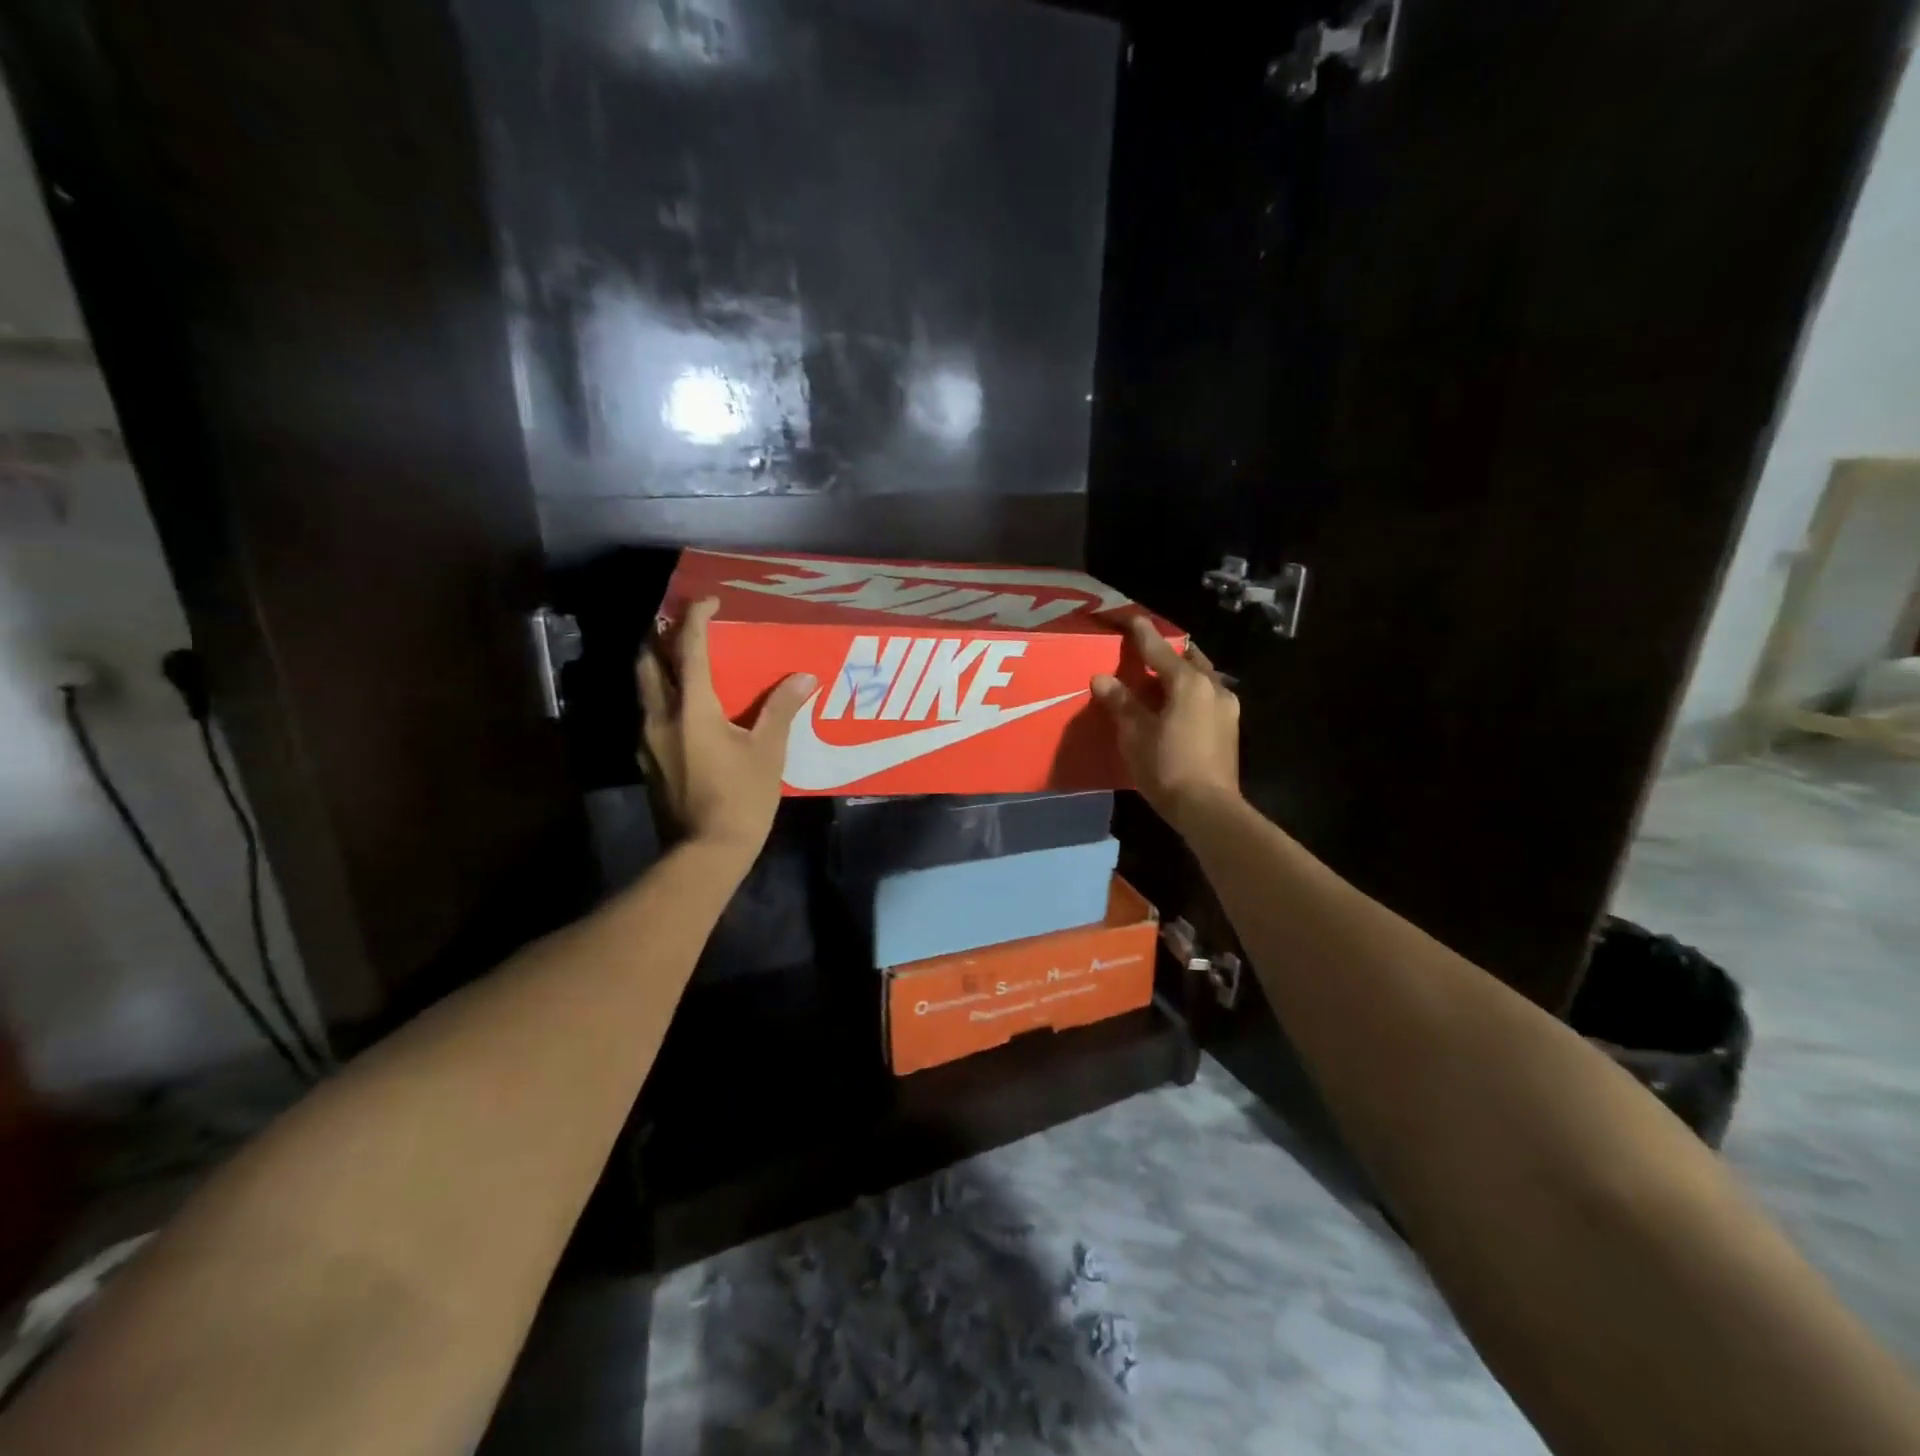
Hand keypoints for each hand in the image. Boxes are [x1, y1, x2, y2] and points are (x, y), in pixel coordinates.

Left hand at [637, 597, 815, 856]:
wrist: (704, 852)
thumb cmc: (741, 799)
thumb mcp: (768, 753)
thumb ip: (781, 709)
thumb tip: (804, 677)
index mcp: (692, 708)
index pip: (688, 649)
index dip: (696, 618)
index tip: (709, 600)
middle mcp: (660, 716)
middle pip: (647, 662)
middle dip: (659, 636)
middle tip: (681, 626)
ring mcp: (647, 740)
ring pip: (644, 689)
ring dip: (658, 667)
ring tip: (681, 662)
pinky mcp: (647, 761)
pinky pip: (650, 715)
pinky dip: (663, 698)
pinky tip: (684, 711)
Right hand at [1092, 616, 1242, 833]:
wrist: (1208, 808)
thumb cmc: (1168, 766)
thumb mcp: (1135, 734)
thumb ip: (1120, 702)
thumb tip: (1102, 678)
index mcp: (1189, 683)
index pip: (1159, 649)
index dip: (1141, 632)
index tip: (1129, 617)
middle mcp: (1213, 687)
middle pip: (1188, 658)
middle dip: (1167, 651)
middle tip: (1145, 651)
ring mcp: (1227, 708)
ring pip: (1200, 678)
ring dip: (1179, 674)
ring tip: (1157, 680)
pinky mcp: (1229, 728)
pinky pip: (1205, 697)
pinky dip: (1188, 693)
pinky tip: (1174, 706)